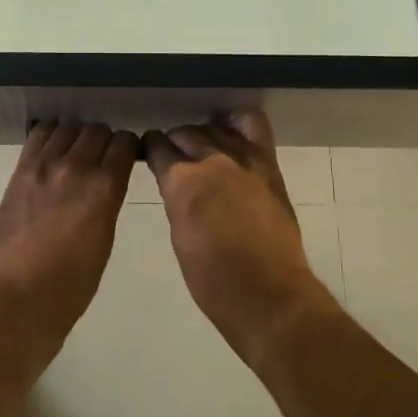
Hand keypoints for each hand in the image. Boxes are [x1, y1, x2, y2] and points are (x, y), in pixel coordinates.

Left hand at [0, 119, 138, 348]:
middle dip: (105, 139)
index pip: (125, 143)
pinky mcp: (20, 171)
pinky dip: (50, 134)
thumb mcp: (104, 241)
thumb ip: (106, 203)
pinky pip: (38, 135)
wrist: (18, 298)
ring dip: (77, 135)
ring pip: (68, 127)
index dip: (129, 146)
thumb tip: (105, 184)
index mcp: (104, 189)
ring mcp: (44, 166)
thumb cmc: (71, 285)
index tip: (128, 155)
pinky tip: (53, 148)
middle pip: (97, 130)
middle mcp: (76, 168)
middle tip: (102, 156)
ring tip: (76, 151)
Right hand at [143, 111, 333, 367]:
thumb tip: (176, 185)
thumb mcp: (180, 236)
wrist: (268, 295)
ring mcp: (242, 159)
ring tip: (200, 145)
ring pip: (213, 128)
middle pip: (185, 134)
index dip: (151, 148)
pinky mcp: (267, 165)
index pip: (157, 147)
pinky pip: (252, 126)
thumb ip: (177, 201)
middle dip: (174, 141)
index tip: (149, 152)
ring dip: (202, 133)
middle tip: (173, 154)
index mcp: (180, 182)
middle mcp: (209, 160)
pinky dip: (237, 121)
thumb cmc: (213, 281)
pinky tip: (229, 128)